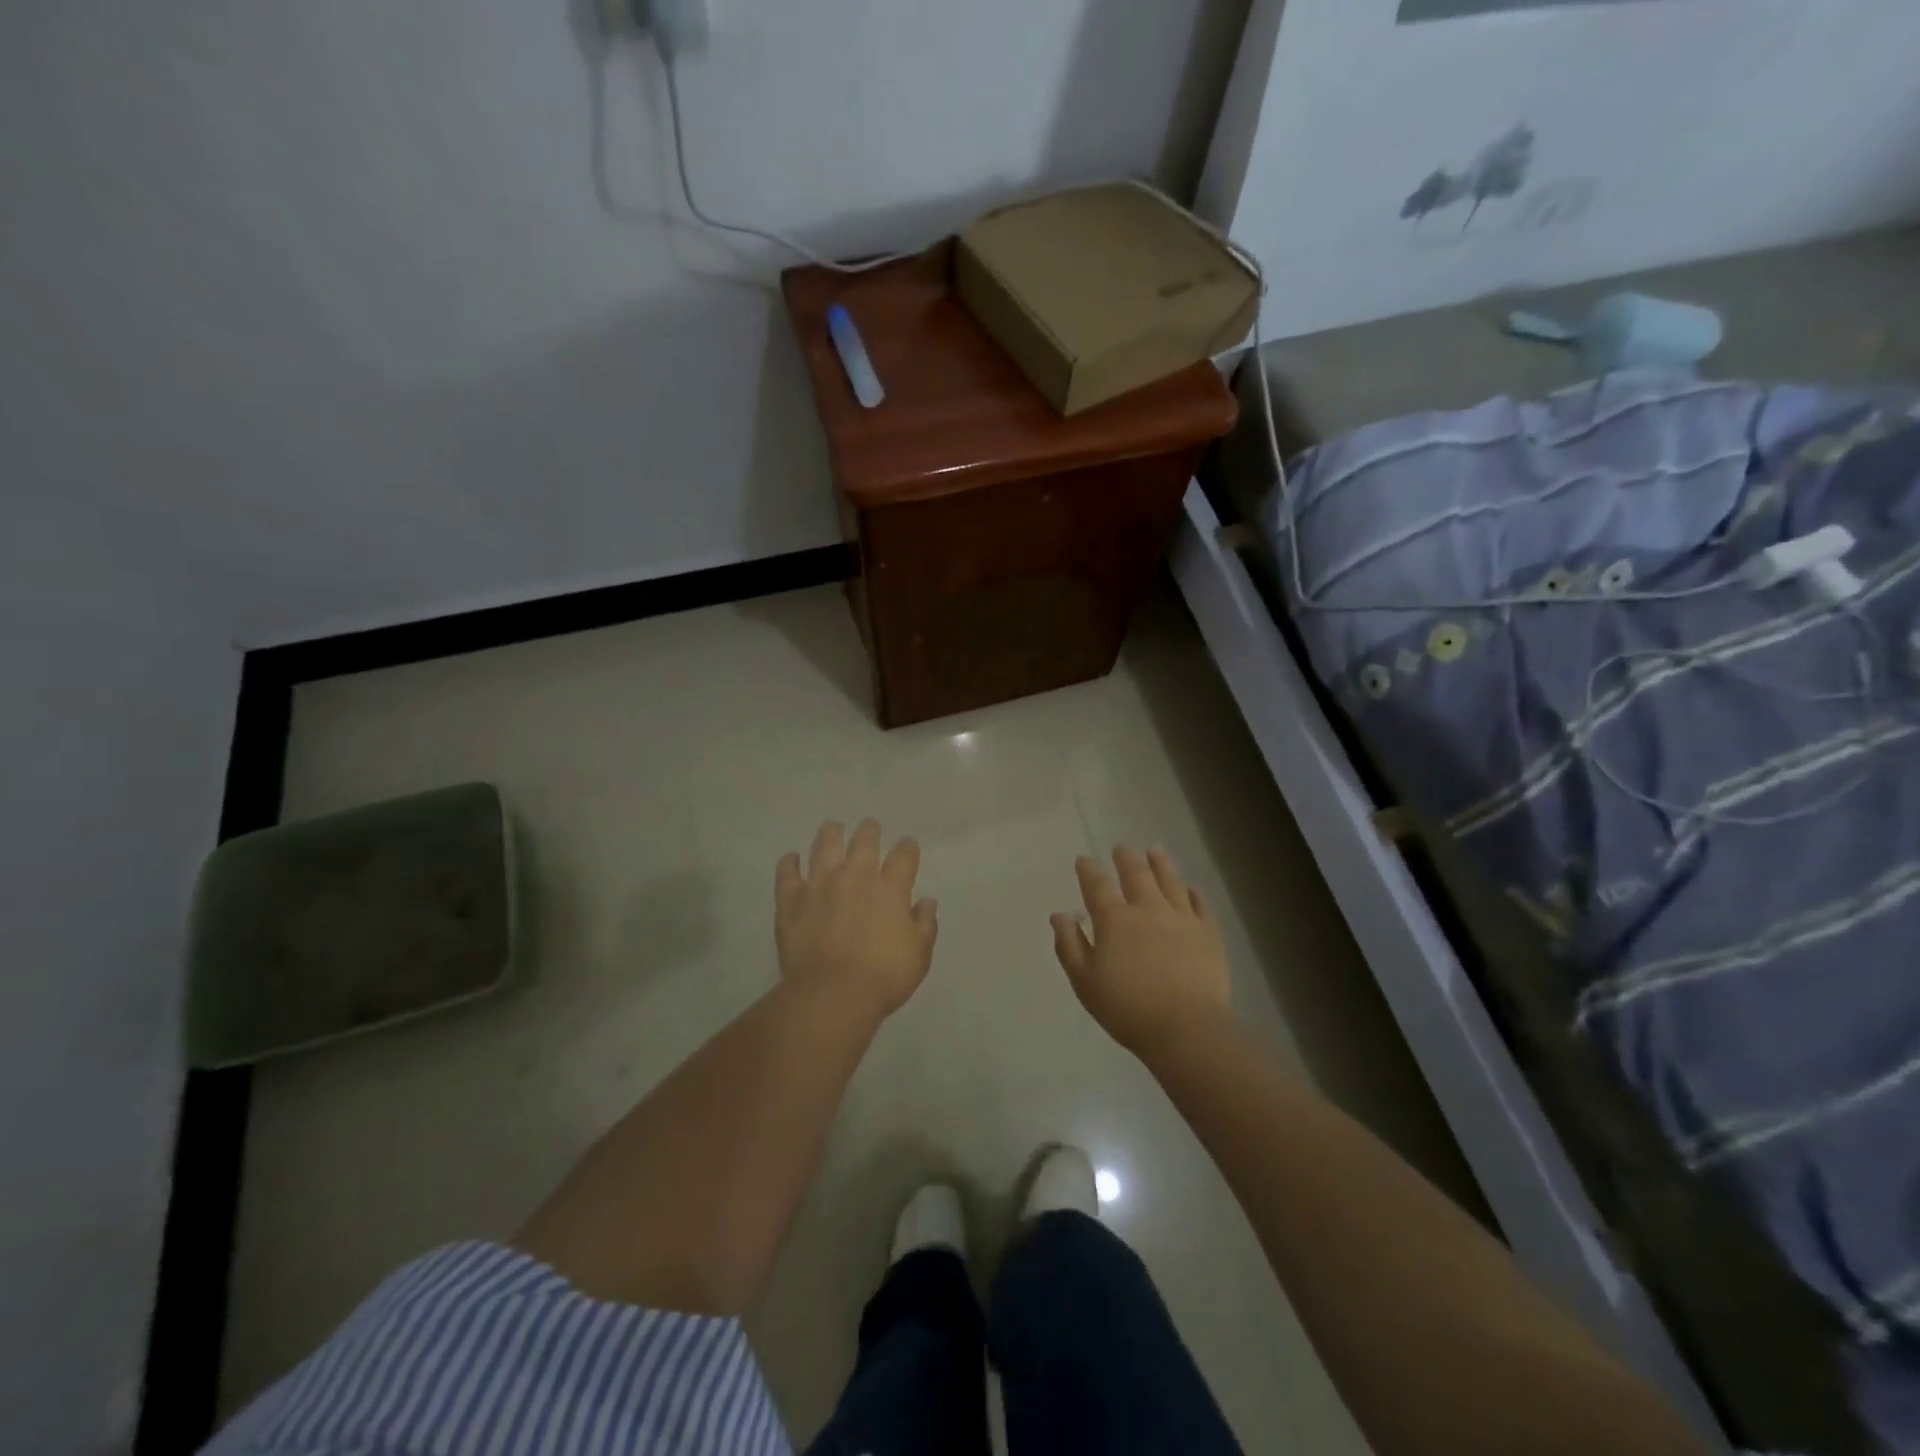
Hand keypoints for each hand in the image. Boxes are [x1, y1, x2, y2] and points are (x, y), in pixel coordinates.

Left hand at [776, 819, 937, 1023]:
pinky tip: (791, 858)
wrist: (833, 994)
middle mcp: (856, 877)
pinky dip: (789, 864)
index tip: (908, 844)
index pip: (904, 856)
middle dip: (869, 831)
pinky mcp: (791, 901)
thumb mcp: (919, 955)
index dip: (908, 847)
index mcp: (890, 889)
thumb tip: (926, 901)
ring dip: (831, 834)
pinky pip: (787, 874)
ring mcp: (820, 885)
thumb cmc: (884, 977)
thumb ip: (924, 924)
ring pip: (825, 846)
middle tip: (869, 827)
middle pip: (864, 842)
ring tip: (833, 827)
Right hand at [1052, 846, 1232, 1059]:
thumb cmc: (1127, 1009)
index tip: (1084, 860)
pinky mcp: (1208, 933)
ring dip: (1160, 864)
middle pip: (1136, 874)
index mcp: (1114, 920)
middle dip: (1126, 858)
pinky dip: (1193, 892)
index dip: (1088, 869)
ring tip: (1154, 851)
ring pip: (1170, 881)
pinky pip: (1200, 904)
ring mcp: (1182, 918)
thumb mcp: (1085, 982)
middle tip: (1122, 848)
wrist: (1187, 1029)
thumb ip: (1069, 945)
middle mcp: (1148, 909)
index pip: (1097, 885)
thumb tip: (1059, 914)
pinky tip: (1191, 888)